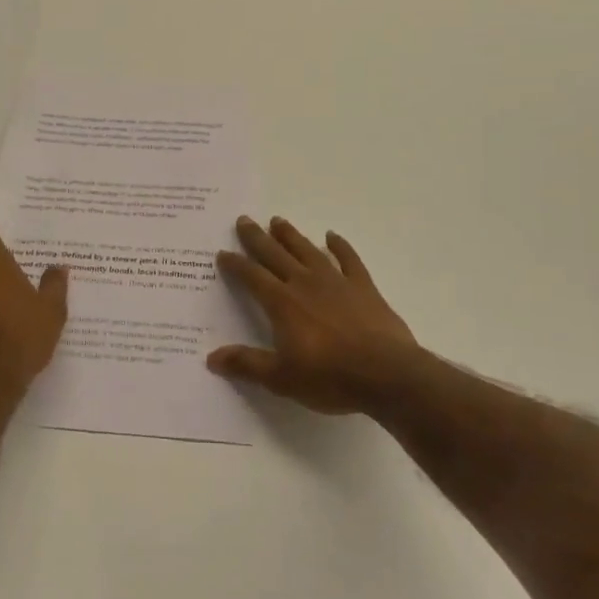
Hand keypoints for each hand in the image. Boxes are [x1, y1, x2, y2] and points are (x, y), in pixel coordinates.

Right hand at [211, 216, 422, 415]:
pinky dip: (339, 246)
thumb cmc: (331, 378)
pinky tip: (332, 236)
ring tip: (277, 220)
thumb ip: (247, 364)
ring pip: (307, 250)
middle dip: (257, 238)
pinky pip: (348, 259)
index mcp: (282, 303)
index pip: (252, 277)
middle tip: (244, 219)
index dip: (236, 265)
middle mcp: (305, 283)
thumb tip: (212, 357)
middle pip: (275, 254)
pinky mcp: (363, 287)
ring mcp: (336, 281)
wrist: (387, 374)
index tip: (222, 253)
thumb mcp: (282, 378)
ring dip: (291, 235)